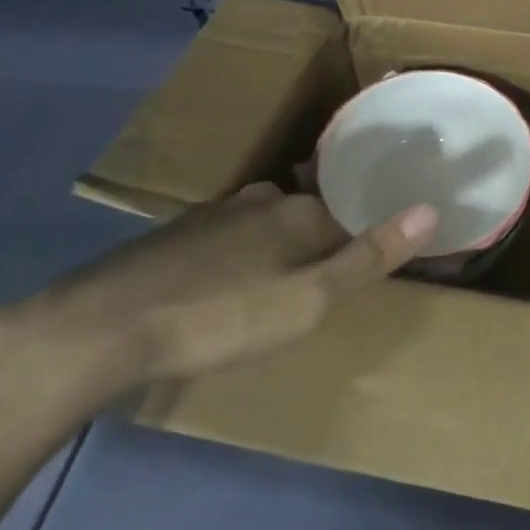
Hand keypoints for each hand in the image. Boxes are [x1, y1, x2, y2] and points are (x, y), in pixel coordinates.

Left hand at [0, 184, 435, 413]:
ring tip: (284, 280)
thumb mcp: (307, 301)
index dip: (370, 234)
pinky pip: (229, 234)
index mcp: (299, 212)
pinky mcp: (176, 234)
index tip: (377, 260)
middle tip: (329, 278)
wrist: (99, 329)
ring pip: (266, 220)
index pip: (354, 212)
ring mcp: (214, 213)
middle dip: (325, 236)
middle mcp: (261, 200)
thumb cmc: (220, 317)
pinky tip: (227, 281)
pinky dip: (241, 252)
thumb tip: (430, 208)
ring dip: (281, 243)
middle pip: (311, 211)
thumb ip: (369, 256)